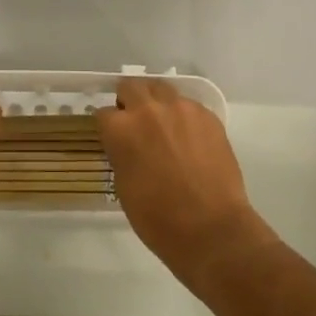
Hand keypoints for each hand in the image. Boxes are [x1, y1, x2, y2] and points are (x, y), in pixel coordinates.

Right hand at [98, 79, 270, 290]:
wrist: (211, 229)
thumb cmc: (158, 218)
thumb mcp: (123, 186)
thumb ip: (121, 154)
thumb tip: (127, 145)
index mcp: (121, 129)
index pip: (104, 113)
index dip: (109, 127)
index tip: (114, 138)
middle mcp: (148, 110)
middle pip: (130, 87)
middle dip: (129, 101)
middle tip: (136, 123)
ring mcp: (181, 109)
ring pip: (161, 89)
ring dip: (157, 102)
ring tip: (165, 126)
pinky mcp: (208, 115)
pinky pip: (189, 105)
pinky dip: (184, 116)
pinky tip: (190, 139)